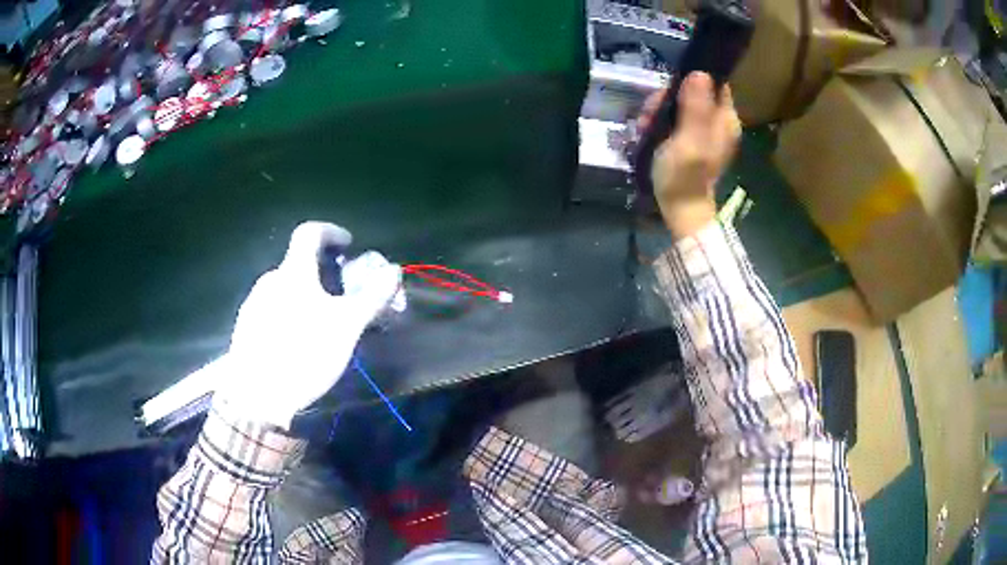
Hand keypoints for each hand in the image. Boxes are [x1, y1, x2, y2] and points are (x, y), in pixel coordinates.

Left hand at [213, 222, 401, 428]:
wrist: (256, 397)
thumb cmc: (303, 353)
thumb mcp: (346, 327)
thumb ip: (371, 296)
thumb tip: (393, 270)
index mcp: (293, 272)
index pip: (310, 233)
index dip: (331, 231)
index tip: (348, 245)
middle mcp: (270, 280)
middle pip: (299, 265)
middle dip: (324, 274)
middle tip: (342, 298)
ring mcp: (253, 305)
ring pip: (285, 290)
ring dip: (306, 296)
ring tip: (323, 325)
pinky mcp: (246, 329)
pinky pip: (273, 310)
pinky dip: (290, 314)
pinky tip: (298, 343)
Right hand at [641, 72, 741, 237]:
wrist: (679, 208)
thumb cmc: (685, 175)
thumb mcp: (689, 139)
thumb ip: (695, 107)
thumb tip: (700, 72)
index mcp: (725, 118)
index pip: (714, 82)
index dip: (691, 78)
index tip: (670, 89)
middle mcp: (718, 120)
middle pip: (692, 90)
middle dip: (668, 97)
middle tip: (651, 112)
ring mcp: (703, 129)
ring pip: (679, 103)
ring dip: (659, 109)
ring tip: (646, 124)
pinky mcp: (690, 138)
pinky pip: (674, 117)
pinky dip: (659, 120)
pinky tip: (647, 130)